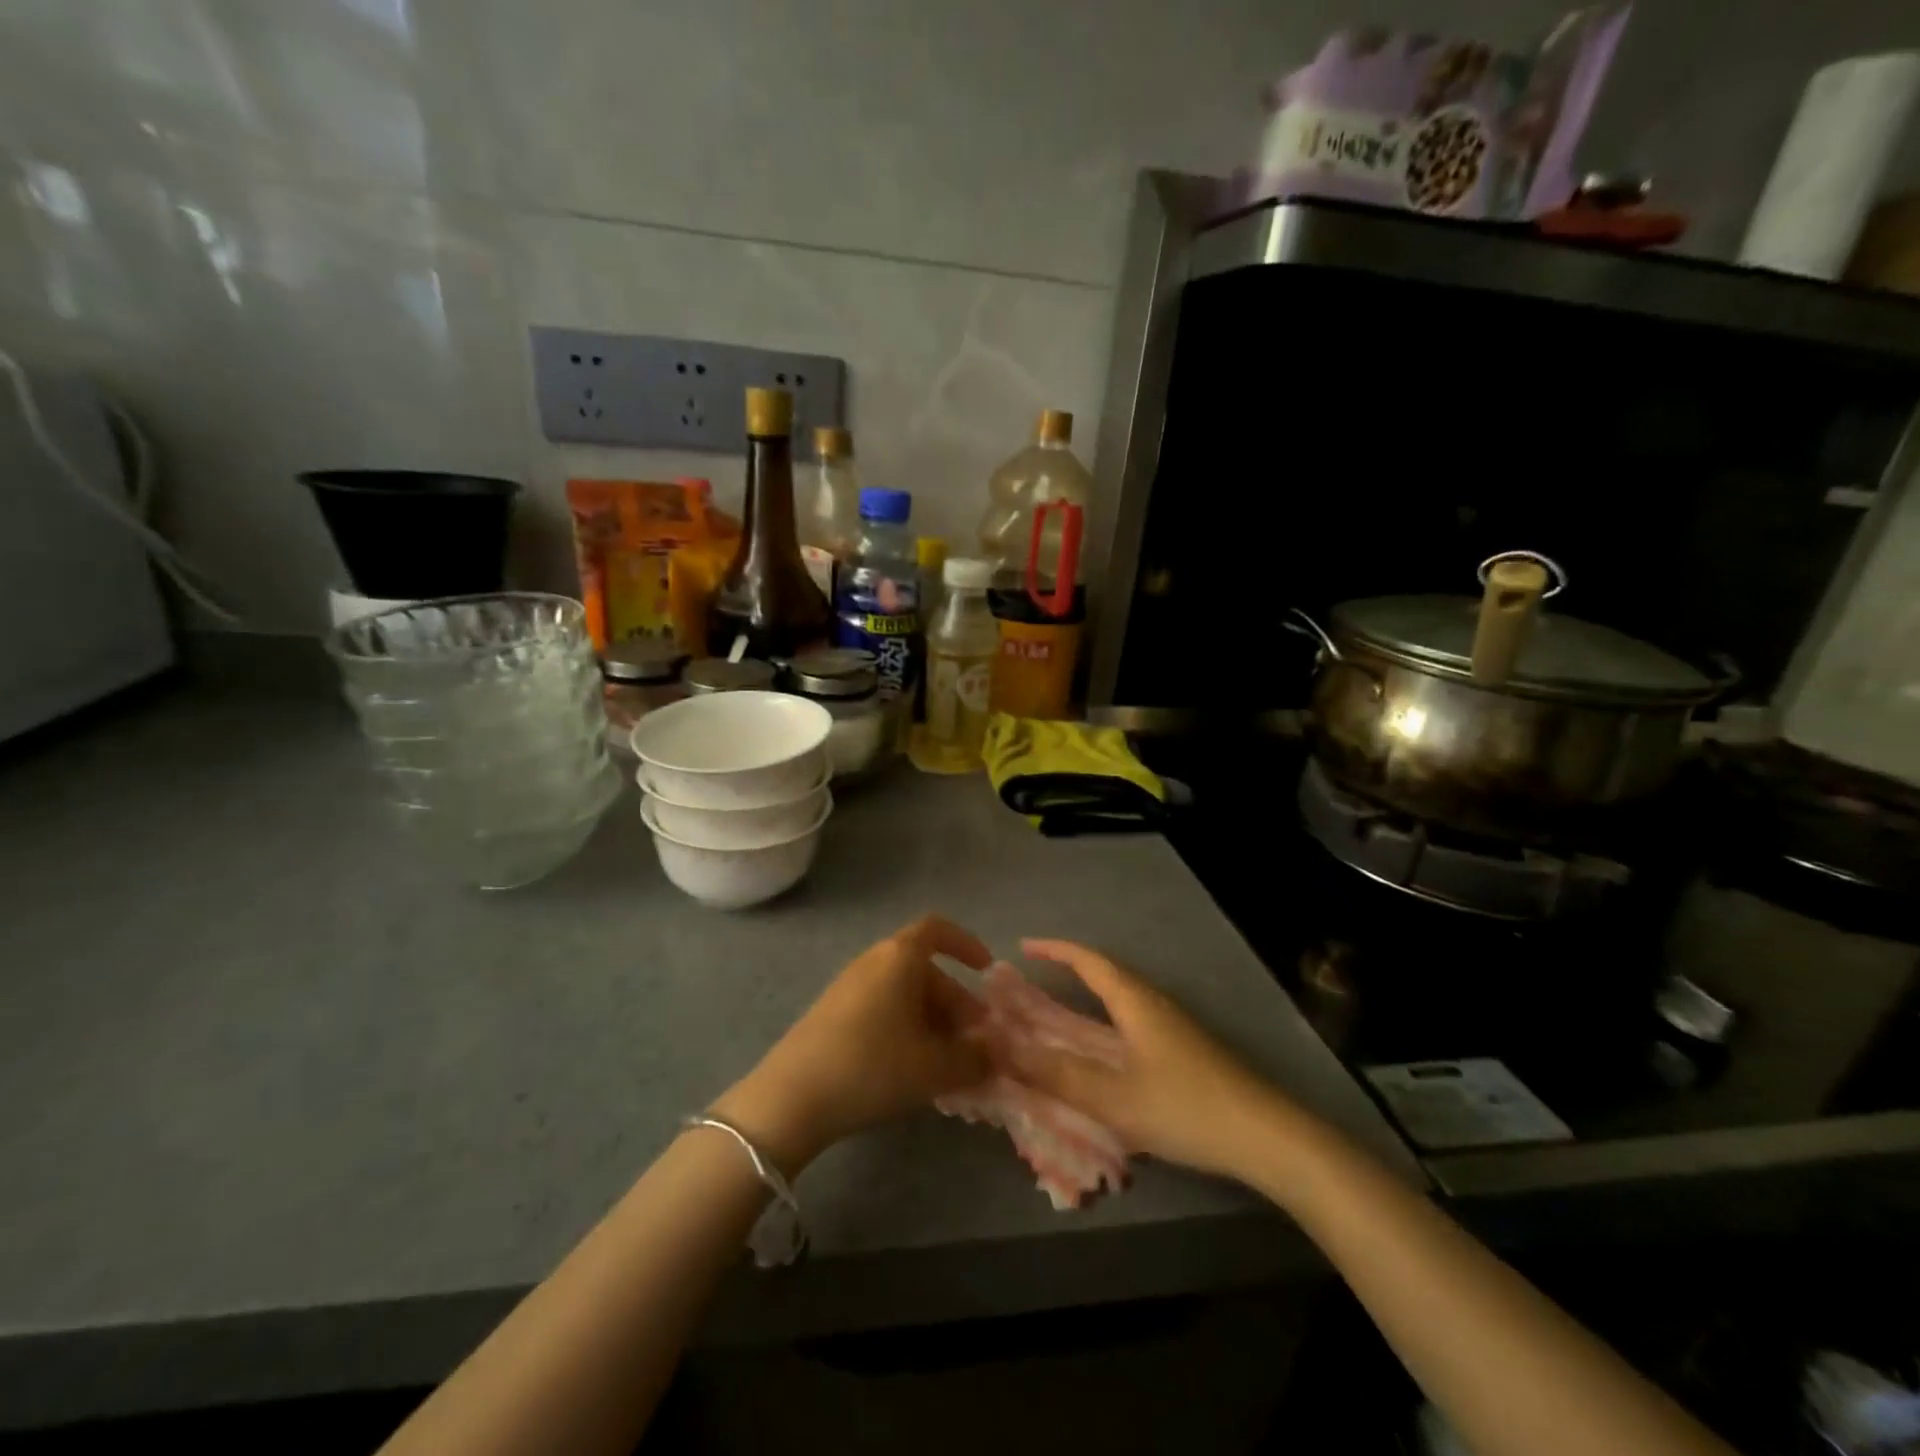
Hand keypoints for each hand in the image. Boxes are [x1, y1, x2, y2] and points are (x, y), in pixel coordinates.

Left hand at [712, 916, 992, 1174]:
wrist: (792, 1097)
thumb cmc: (872, 1066)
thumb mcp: (934, 1068)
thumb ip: (973, 1059)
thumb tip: (993, 1054)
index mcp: (900, 957)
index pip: (937, 930)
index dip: (966, 945)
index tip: (986, 972)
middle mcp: (874, 961)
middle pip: (926, 971)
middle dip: (956, 1004)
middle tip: (975, 1044)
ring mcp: (849, 987)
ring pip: (905, 994)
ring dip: (933, 1022)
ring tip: (949, 1065)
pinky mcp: (833, 1013)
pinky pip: (882, 1010)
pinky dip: (906, 1030)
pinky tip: (912, 1070)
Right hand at [1005, 939, 1307, 1182]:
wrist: (1265, 1136)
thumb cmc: (1185, 1108)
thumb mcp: (1114, 1097)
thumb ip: (1058, 1074)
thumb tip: (1005, 1049)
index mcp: (1135, 1001)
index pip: (1088, 960)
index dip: (1054, 950)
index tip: (1023, 947)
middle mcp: (1153, 1003)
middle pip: (1105, 974)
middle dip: (1067, 971)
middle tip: (1032, 982)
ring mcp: (1172, 1026)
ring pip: (1120, 999)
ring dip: (1086, 998)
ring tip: (1057, 1014)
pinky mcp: (1183, 1049)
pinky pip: (1131, 1021)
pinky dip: (1104, 1023)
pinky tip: (1101, 1052)